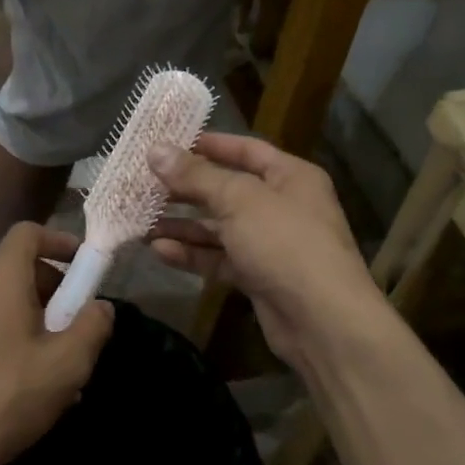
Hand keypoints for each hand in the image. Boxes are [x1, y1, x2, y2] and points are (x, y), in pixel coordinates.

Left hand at [0, 223, 114, 464]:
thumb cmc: (6, 396)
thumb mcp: (66, 364)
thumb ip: (92, 326)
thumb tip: (100, 306)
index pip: (28, 232)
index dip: (60, 240)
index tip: (85, 268)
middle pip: (18, 266)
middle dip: (55, 288)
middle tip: (78, 326)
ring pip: (4, 299)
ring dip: (37, 318)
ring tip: (59, 362)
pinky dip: (13, 334)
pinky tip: (28, 381)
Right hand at [149, 133, 387, 371]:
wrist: (322, 321)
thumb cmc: (284, 242)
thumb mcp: (238, 200)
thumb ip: (196, 176)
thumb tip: (156, 150)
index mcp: (290, 176)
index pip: (246, 150)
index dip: (209, 145)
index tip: (168, 143)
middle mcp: (282, 206)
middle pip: (227, 190)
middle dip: (186, 189)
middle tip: (143, 184)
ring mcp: (270, 244)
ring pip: (219, 228)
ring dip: (182, 225)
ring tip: (141, 222)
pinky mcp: (258, 277)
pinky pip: (219, 258)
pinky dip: (192, 254)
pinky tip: (159, 250)